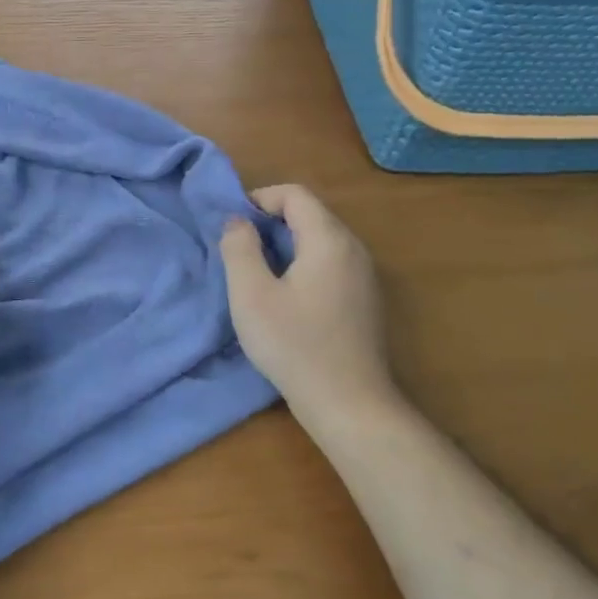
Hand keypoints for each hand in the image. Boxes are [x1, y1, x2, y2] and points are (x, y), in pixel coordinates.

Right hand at [219, 184, 402, 429]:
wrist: (349, 404)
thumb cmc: (294, 345)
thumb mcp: (251, 295)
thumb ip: (239, 248)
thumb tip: (238, 221)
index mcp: (329, 239)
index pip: (295, 194)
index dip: (259, 198)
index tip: (232, 224)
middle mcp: (353, 249)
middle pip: (310, 214)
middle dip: (270, 221)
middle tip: (238, 249)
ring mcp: (364, 275)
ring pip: (320, 240)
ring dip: (285, 245)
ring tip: (256, 272)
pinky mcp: (364, 300)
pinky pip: (330, 263)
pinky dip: (303, 264)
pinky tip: (285, 297)